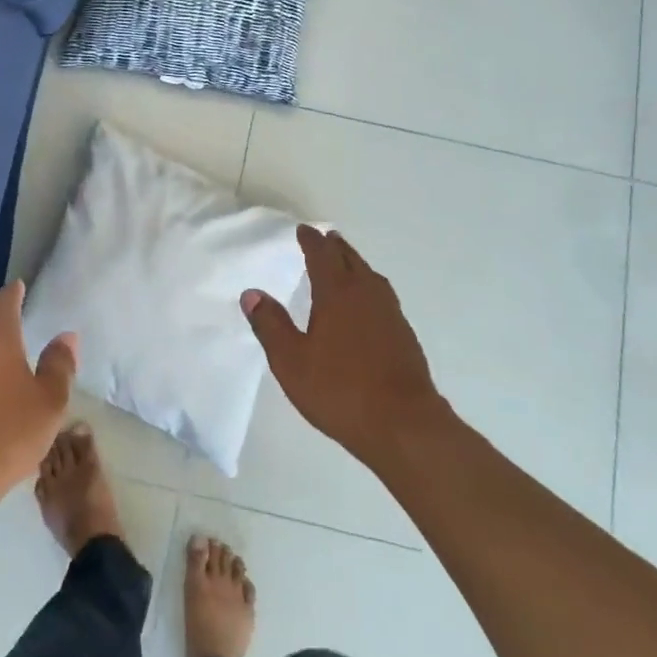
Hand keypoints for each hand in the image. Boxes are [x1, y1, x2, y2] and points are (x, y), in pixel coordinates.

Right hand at [241, 226, 448, 469]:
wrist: (404, 425)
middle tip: (324, 238)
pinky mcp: (404, 335)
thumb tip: (251, 293)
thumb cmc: (340, 391)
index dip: (311, 241)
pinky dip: (368, 287)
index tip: (303, 230)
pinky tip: (365, 305)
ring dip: (354, 264)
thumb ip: (270, 325)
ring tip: (344, 264)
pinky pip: (382, 296)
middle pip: (350, 260)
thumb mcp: (291, 361)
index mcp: (338, 294)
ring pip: (370, 276)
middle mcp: (367, 295)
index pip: (322, 256)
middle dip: (335, 247)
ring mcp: (390, 314)